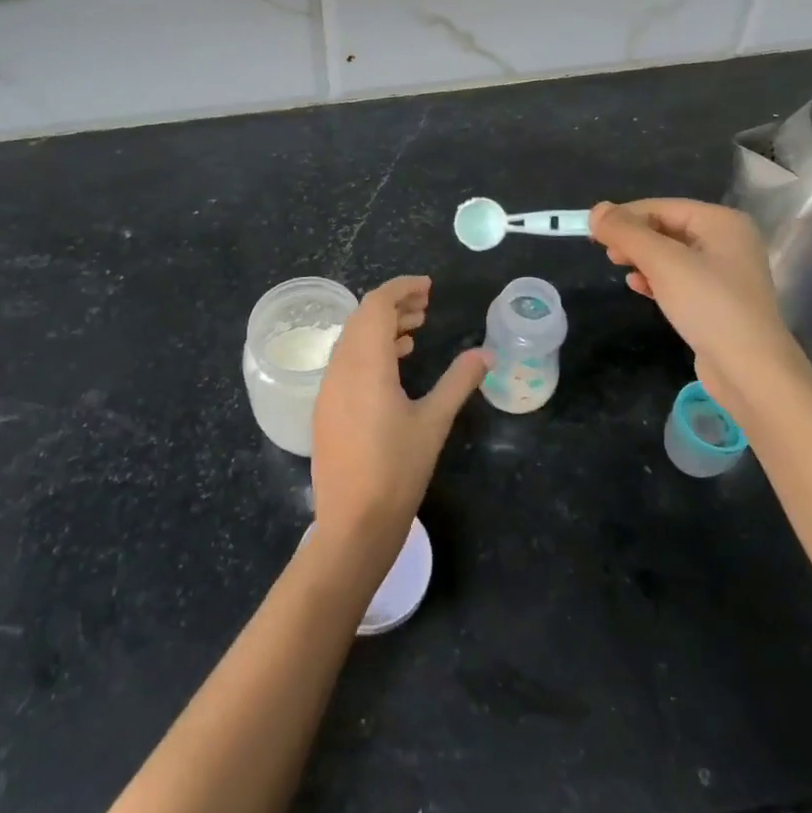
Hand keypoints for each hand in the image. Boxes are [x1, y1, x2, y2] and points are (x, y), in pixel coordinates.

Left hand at [311, 277, 486, 571]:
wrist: (352, 524)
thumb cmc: (397, 471)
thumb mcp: (434, 423)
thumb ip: (459, 382)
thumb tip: (485, 353)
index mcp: (365, 363)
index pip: (376, 305)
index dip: (401, 289)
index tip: (428, 288)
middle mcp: (340, 368)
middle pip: (362, 318)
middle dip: (393, 305)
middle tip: (426, 307)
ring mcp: (328, 389)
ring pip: (352, 340)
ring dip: (381, 328)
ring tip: (415, 332)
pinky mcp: (326, 408)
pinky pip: (346, 362)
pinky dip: (370, 351)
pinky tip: (394, 365)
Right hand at [590, 199, 811, 414]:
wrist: (750, 369)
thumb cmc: (708, 305)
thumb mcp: (662, 262)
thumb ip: (627, 232)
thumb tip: (596, 210)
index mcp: (722, 222)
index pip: (662, 207)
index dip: (626, 216)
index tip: (594, 233)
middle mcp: (728, 241)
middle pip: (667, 228)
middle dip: (634, 238)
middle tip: (607, 253)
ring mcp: (725, 273)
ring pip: (671, 255)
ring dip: (642, 259)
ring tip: (620, 268)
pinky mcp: (718, 300)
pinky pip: (679, 278)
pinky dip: (656, 279)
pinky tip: (639, 288)